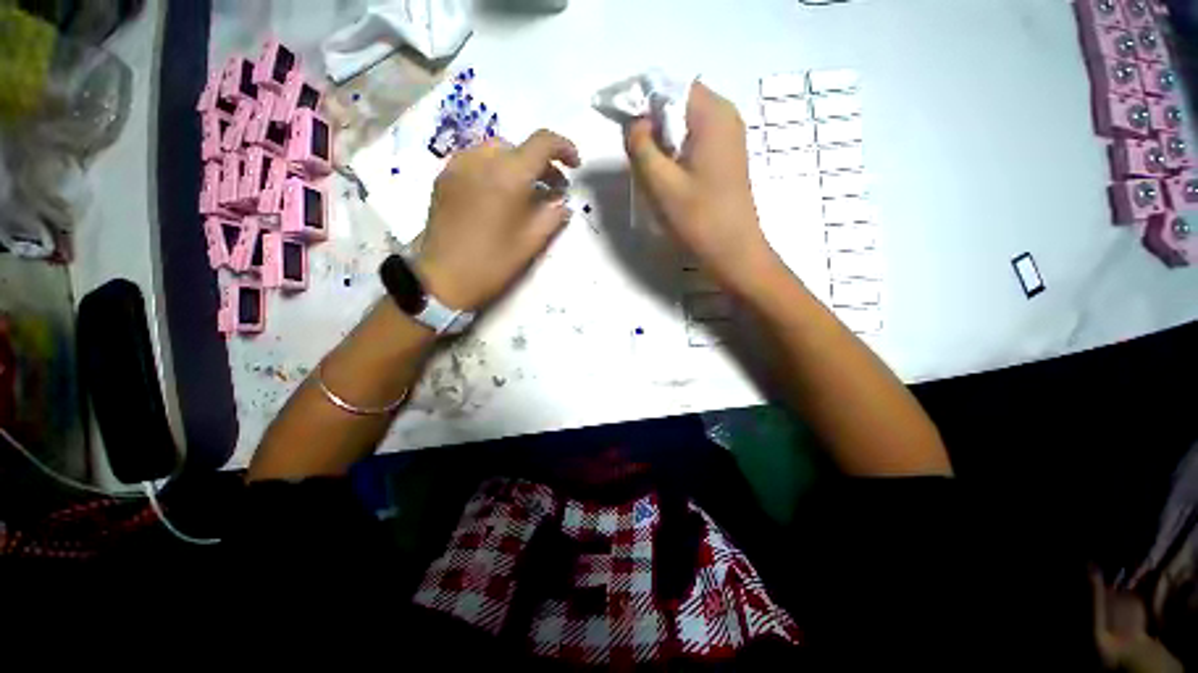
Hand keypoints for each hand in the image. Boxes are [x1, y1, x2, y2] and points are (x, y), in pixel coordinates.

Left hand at [417, 130, 580, 310]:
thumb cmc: (492, 263)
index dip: (563, 148)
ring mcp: (458, 166)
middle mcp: (481, 159)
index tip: (575, 166)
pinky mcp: (444, 177)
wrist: (442, 279)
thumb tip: (561, 201)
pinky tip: (498, 195)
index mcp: (508, 175)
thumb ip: (553, 215)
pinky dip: (495, 170)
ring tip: (525, 192)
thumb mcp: (532, 242)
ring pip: (496, 151)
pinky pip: (476, 161)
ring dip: (517, 165)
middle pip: (519, 147)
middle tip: (551, 189)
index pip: (542, 143)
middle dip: (540, 164)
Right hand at [625, 82, 777, 291]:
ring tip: (647, 166)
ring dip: (661, 138)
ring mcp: (728, 137)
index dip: (639, 98)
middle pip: (678, 102)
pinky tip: (666, 174)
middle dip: (650, 120)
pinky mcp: (726, 156)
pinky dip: (675, 149)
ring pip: (685, 123)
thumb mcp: (660, 182)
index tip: (617, 119)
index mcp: (712, 114)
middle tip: (632, 151)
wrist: (733, 251)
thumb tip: (634, 123)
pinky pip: (694, 139)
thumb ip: (641, 146)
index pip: (668, 86)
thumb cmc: (699, 218)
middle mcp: (725, 116)